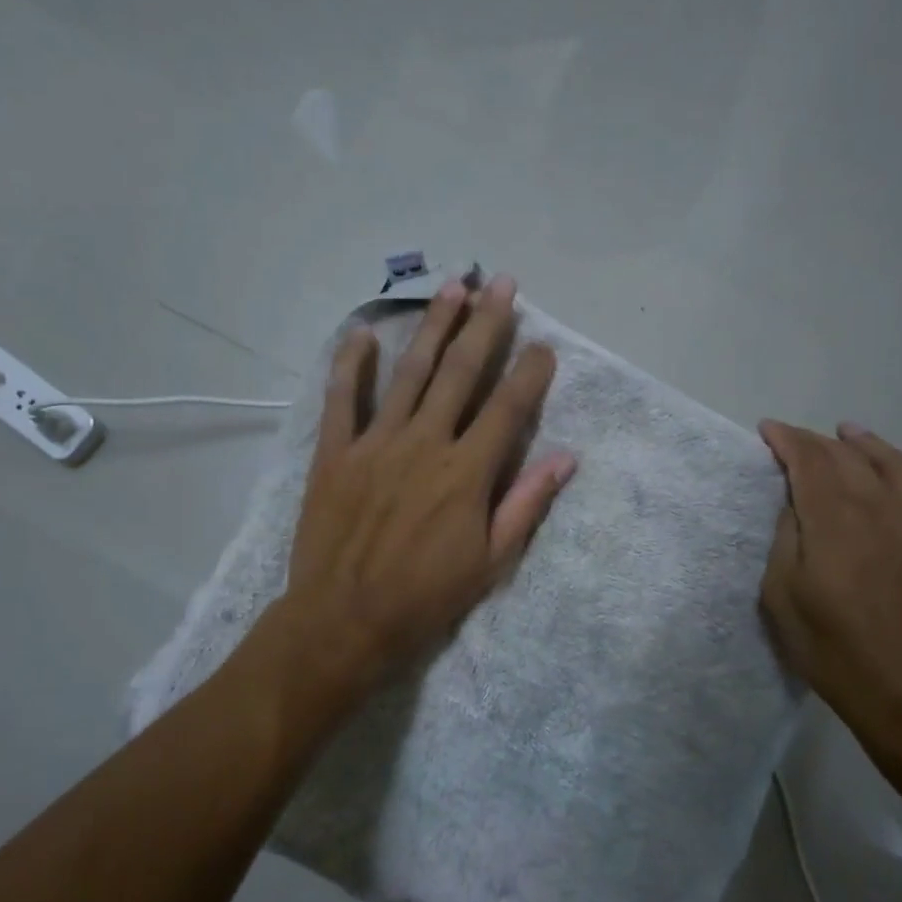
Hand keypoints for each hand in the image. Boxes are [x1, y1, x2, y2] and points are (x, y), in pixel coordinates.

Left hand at [281, 275, 576, 694]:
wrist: (344, 619)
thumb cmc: (426, 597)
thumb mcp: (490, 562)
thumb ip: (526, 504)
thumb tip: (566, 458)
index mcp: (467, 472)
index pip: (508, 408)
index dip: (530, 372)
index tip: (544, 344)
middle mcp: (425, 443)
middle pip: (461, 372)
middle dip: (485, 324)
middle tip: (499, 282)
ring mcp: (376, 443)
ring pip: (410, 373)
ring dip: (433, 327)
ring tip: (450, 286)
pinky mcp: (335, 453)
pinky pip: (342, 400)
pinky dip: (351, 364)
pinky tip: (362, 332)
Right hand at [758, 420, 901, 772]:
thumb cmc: (833, 653)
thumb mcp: (782, 598)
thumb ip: (786, 540)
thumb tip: (796, 504)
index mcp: (835, 523)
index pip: (809, 462)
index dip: (787, 440)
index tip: (768, 429)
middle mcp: (882, 511)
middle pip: (848, 459)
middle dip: (818, 442)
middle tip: (797, 440)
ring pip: (898, 467)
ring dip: (870, 444)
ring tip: (851, 431)